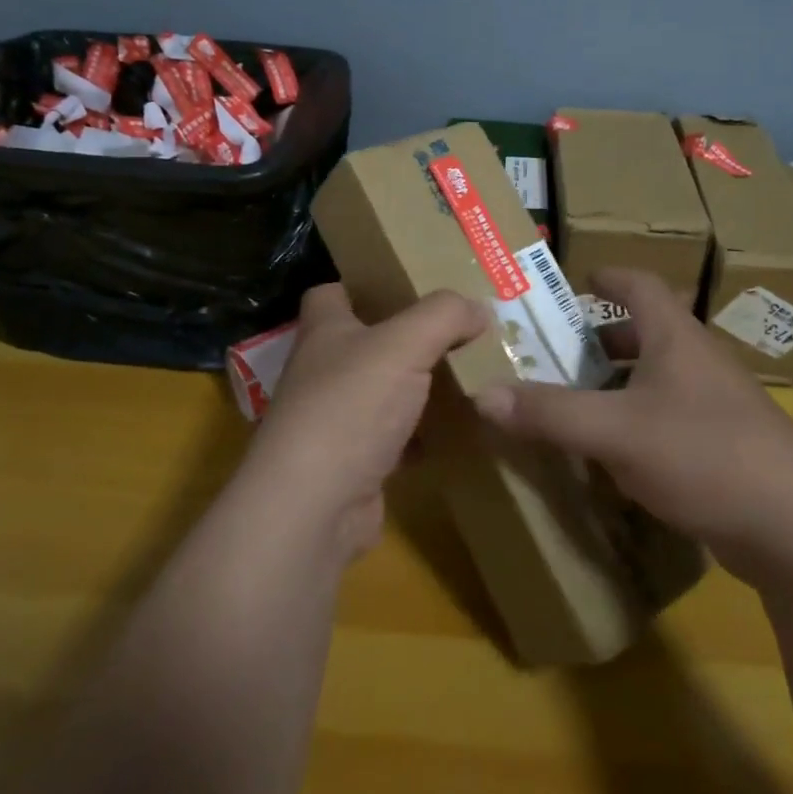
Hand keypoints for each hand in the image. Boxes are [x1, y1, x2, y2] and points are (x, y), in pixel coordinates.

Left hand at [242, 284, 488, 561]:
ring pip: (384, 393)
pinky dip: (423, 436)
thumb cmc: (350, 406)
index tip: (409, 286)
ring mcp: (335, 421)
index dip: (365, 285)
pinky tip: (457, 432)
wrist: (314, 508)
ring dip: (419, 388)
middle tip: (460, 332)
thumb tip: (478, 308)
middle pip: (365, 344)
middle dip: (408, 338)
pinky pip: (396, 439)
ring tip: (470, 376)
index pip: (331, 294)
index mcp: (325, 332)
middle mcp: (323, 372)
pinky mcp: (354, 465)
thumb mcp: (405, 344)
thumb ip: (445, 315)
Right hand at [472, 268, 792, 582]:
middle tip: (559, 353)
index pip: (641, 285)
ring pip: (659, 379)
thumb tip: (482, 393)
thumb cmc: (704, 453)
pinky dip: (638, 422)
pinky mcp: (727, 447)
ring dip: (619, 384)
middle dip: (603, 339)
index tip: (577, 281)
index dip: (609, 277)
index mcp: (676, 338)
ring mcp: (718, 405)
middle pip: (647, 333)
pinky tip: (615, 454)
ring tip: (577, 402)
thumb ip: (549, 413)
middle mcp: (699, 362)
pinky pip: (671, 418)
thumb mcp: (616, 431)